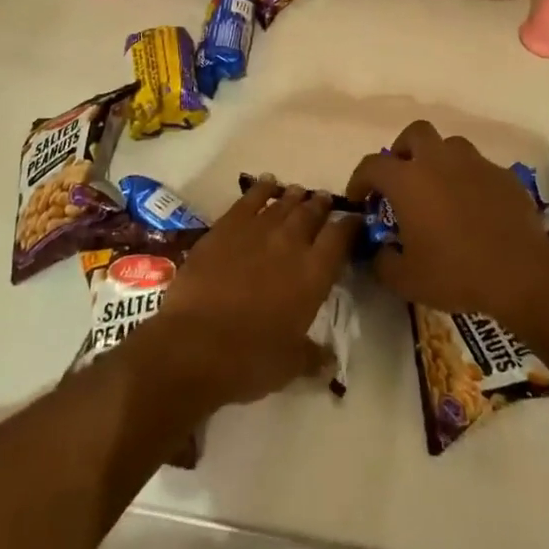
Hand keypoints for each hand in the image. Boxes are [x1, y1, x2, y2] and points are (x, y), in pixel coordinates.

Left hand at [141, 177, 357, 410]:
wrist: (195, 344)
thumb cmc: (250, 359)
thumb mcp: (290, 365)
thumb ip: (313, 356)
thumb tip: (330, 362)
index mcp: (314, 273)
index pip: (340, 238)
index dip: (349, 226)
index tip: (353, 221)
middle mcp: (291, 243)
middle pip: (312, 213)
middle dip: (320, 206)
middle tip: (324, 200)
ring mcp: (258, 230)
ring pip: (283, 203)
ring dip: (294, 197)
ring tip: (299, 192)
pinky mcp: (227, 226)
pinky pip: (250, 199)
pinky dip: (261, 188)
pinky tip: (266, 183)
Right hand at [347, 121, 548, 328]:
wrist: (521, 272)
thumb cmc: (456, 273)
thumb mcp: (406, 279)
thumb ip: (382, 261)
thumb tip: (379, 251)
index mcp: (408, 180)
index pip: (372, 165)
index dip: (360, 179)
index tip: (360, 198)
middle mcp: (438, 160)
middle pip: (414, 133)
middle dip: (403, 150)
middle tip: (402, 178)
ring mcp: (474, 163)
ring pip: (450, 145)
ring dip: (439, 160)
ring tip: (440, 189)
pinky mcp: (502, 175)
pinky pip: (478, 167)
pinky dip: (469, 179)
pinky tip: (473, 206)